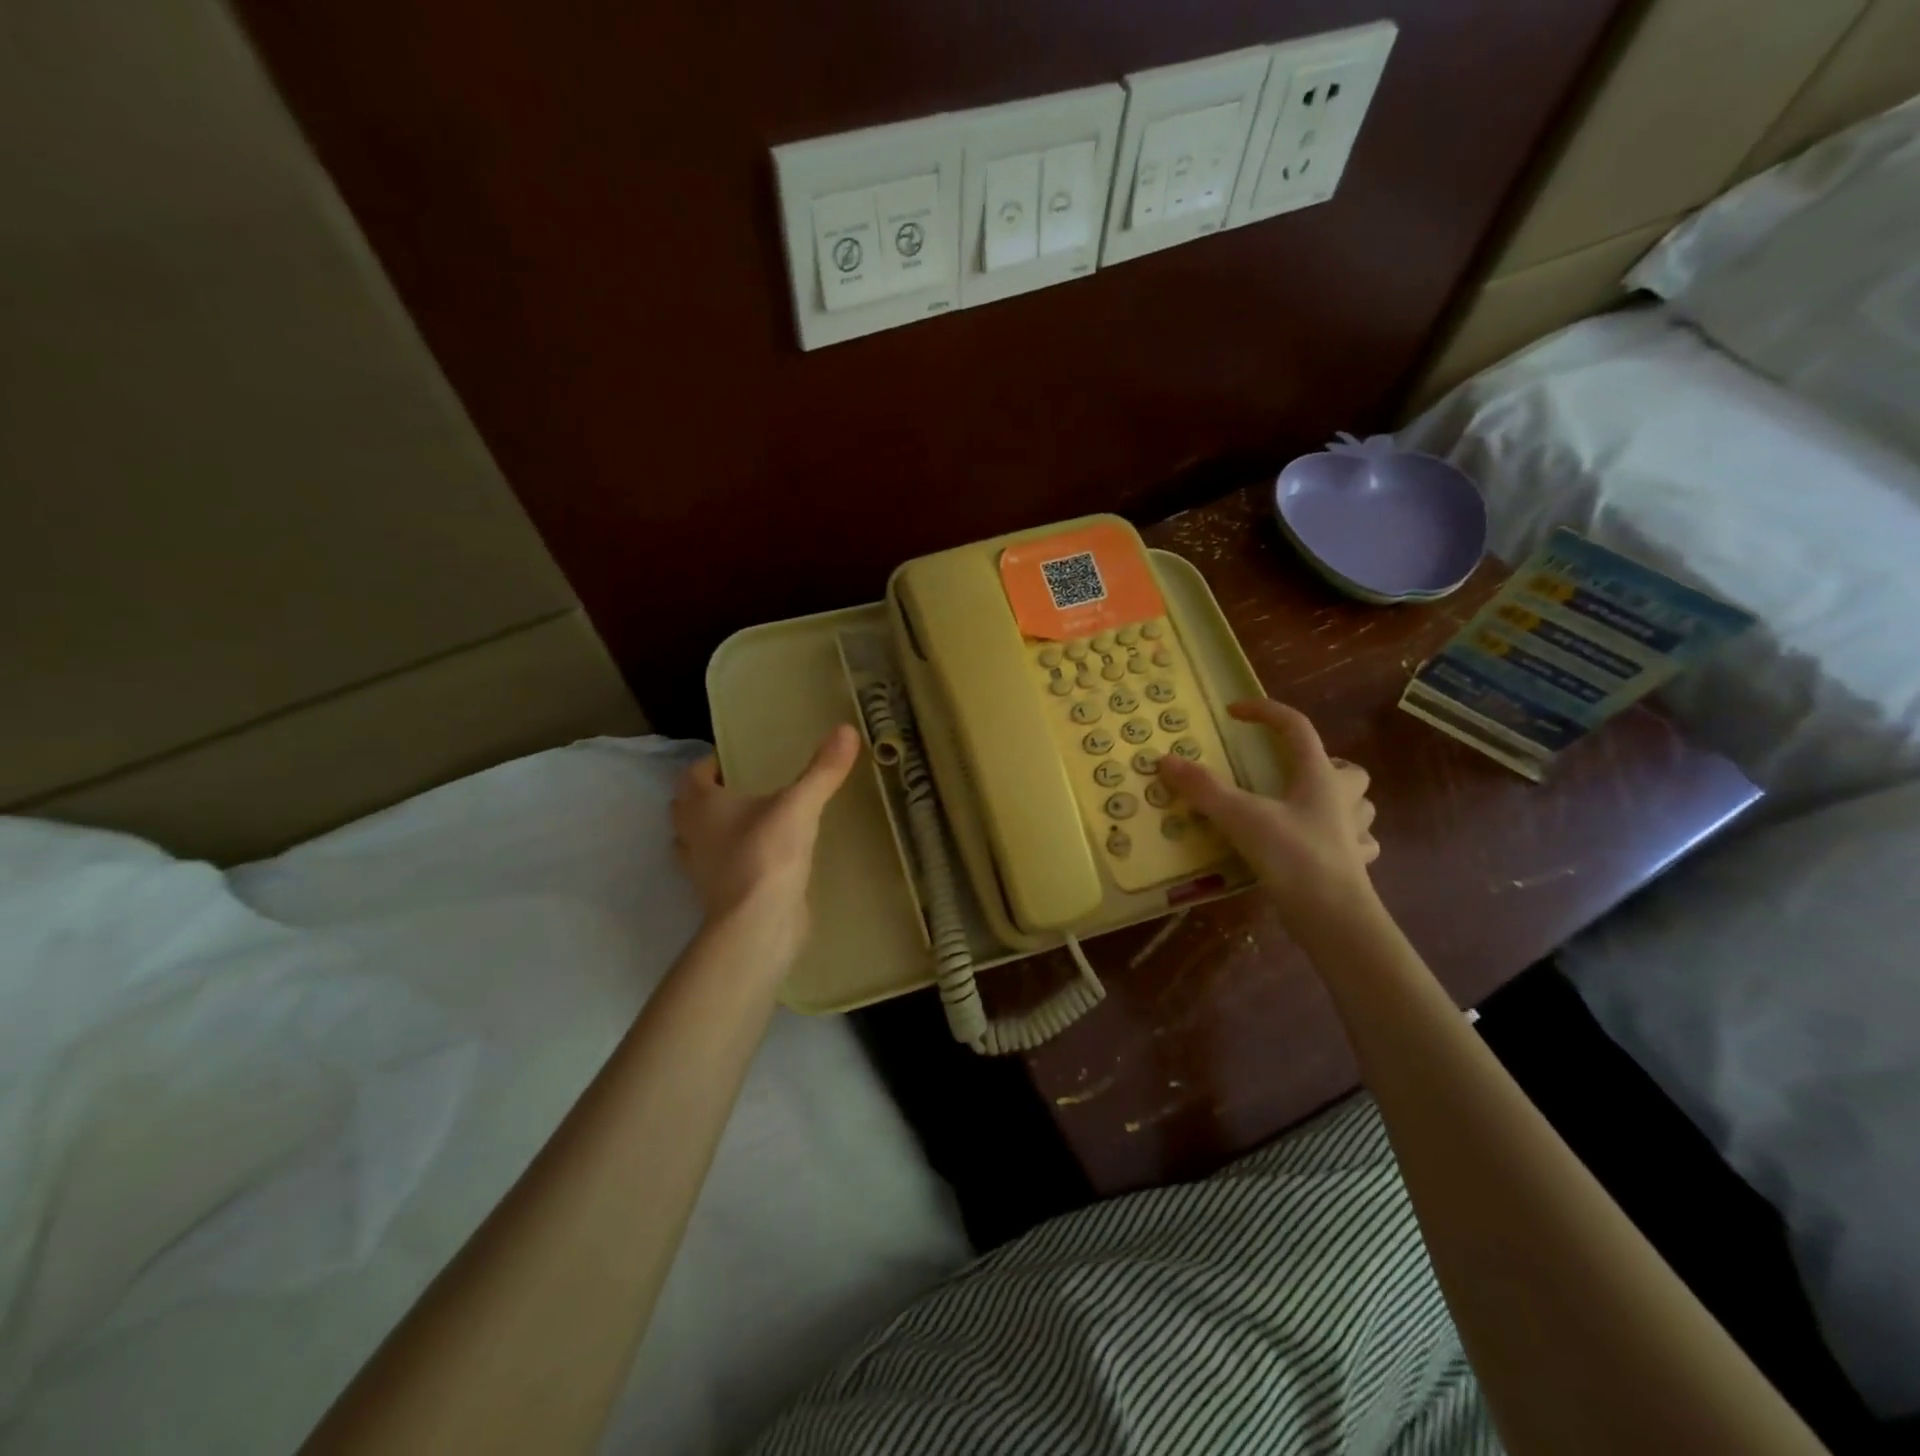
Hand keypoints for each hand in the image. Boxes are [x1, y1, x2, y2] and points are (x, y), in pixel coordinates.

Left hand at [672, 724, 860, 966]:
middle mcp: (692, 835)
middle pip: (687, 808)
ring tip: (749, 822)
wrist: (758, 925)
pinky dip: (731, 861)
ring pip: (697, 841)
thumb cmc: (767, 855)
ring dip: (713, 831)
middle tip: (741, 788)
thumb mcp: (800, 805)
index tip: (734, 760)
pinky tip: (761, 858)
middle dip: (706, 797)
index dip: (709, 764)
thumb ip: (823, 770)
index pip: (692, 775)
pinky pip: (718, 870)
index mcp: (702, 806)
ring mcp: (701, 870)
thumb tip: (847, 729)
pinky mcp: (718, 897)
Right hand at [1157, 699, 1379, 928]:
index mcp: (1319, 776)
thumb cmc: (1293, 856)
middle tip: (1289, 775)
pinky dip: (1339, 839)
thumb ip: (1204, 788)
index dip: (1265, 712)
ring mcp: (1352, 834)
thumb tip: (1166, 761)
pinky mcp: (1354, 866)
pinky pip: (1356, 843)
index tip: (1234, 712)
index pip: (1296, 727)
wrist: (1334, 917)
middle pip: (1348, 769)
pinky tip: (1317, 846)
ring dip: (1338, 801)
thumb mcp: (1241, 817)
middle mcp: (1342, 799)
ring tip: (1303, 809)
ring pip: (1358, 805)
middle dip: (1324, 765)